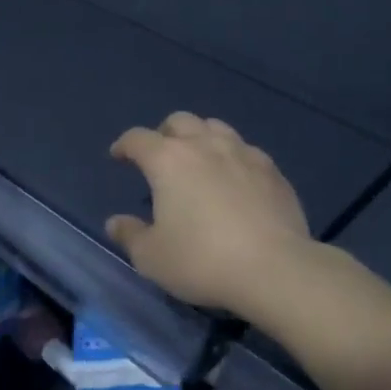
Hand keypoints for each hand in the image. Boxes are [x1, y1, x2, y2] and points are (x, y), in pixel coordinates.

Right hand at [107, 113, 313, 317]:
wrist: (275, 268)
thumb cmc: (203, 260)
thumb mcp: (152, 258)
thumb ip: (130, 235)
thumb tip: (115, 222)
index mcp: (168, 160)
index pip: (138, 139)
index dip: (124, 145)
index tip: (119, 156)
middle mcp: (204, 145)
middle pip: (179, 121)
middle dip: (164, 134)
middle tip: (161, 156)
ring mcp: (242, 152)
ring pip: (215, 127)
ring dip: (200, 137)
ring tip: (199, 160)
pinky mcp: (271, 169)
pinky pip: (245, 149)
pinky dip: (232, 156)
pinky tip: (235, 178)